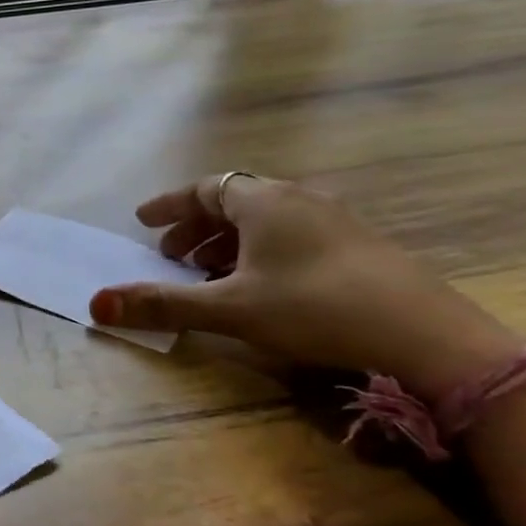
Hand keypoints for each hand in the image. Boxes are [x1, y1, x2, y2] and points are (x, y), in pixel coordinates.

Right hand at [90, 174, 524, 397]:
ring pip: (266, 221)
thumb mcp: (229, 309)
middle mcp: (299, 200)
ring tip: (208, 275)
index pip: (204, 187)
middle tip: (170, 257)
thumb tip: (95, 304)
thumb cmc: (315, 309)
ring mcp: (336, 222)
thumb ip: (162, 305)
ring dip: (227, 243)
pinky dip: (260, 252)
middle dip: (195, 228)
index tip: (143, 222)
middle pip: (234, 202)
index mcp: (264, 202)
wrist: (430, 338)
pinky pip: (292, 236)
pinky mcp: (360, 249)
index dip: (169, 205)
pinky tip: (260, 287)